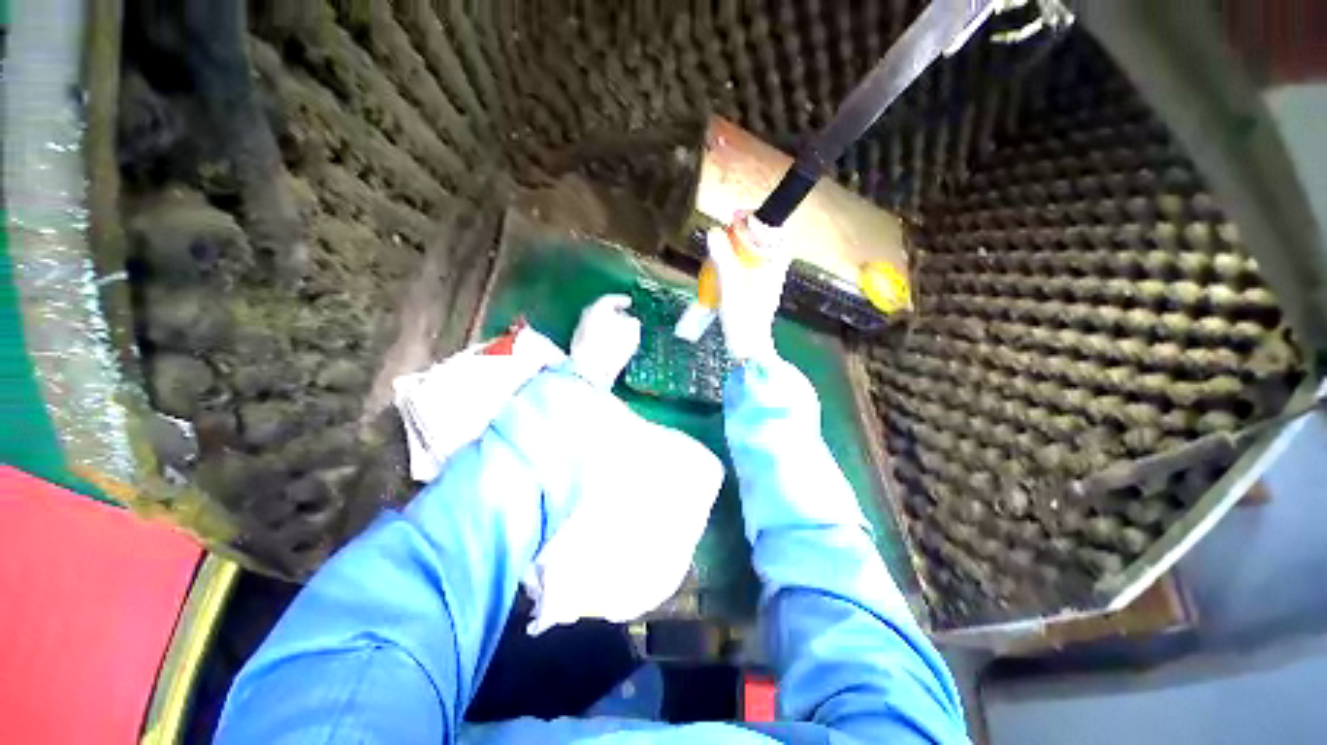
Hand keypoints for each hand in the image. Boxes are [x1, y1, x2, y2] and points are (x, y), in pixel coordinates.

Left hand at [569, 294, 641, 388]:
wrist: (589, 372)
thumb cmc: (612, 348)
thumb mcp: (632, 333)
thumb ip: (632, 323)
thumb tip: (632, 321)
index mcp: (597, 308)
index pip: (610, 299)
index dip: (621, 300)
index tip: (630, 303)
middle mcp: (586, 317)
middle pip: (601, 311)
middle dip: (614, 314)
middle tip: (626, 317)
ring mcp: (580, 332)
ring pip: (597, 325)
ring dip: (608, 327)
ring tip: (621, 333)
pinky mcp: (579, 348)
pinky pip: (594, 337)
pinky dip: (603, 338)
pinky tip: (612, 346)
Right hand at [707, 217, 790, 361]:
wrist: (748, 350)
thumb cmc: (743, 320)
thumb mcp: (731, 288)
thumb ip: (723, 260)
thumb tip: (714, 232)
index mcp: (773, 268)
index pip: (778, 234)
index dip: (762, 220)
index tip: (740, 216)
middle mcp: (772, 273)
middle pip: (765, 243)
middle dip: (747, 233)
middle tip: (726, 231)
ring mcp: (764, 284)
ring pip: (755, 257)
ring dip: (739, 249)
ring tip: (720, 248)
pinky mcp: (754, 294)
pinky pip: (747, 271)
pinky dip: (735, 264)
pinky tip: (720, 270)